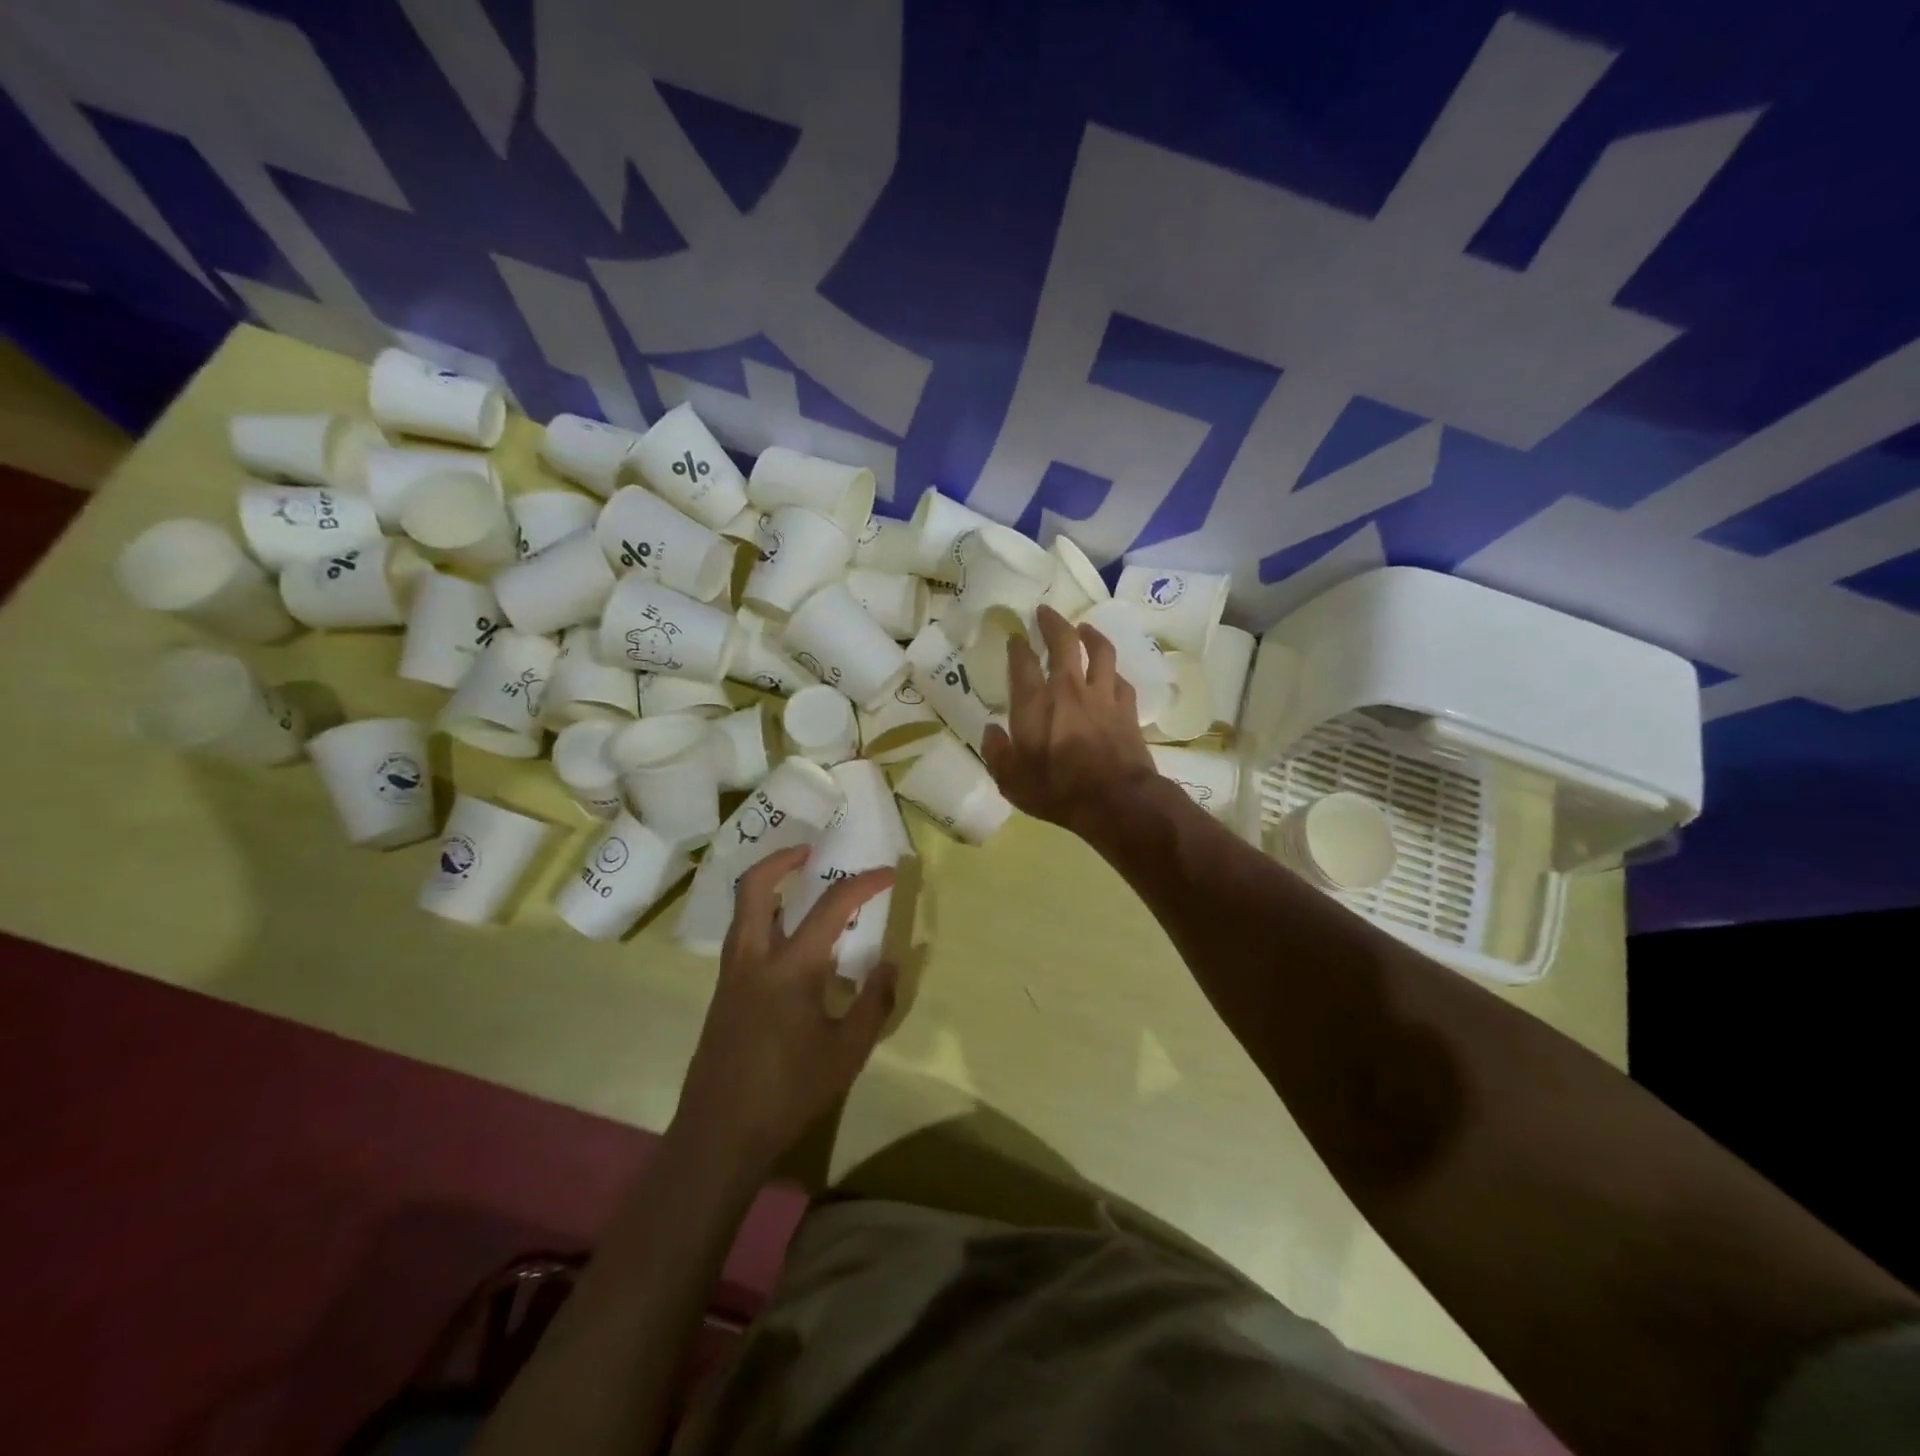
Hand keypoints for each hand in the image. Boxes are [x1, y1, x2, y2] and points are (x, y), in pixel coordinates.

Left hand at [673, 847, 897, 1178]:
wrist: (720, 1134)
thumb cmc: (789, 1092)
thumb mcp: (848, 1052)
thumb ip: (874, 1002)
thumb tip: (891, 963)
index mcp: (791, 967)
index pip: (831, 906)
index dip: (863, 884)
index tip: (887, 874)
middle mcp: (754, 958)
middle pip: (755, 886)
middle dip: (783, 859)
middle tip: (812, 852)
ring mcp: (731, 974)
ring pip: (742, 910)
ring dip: (768, 885)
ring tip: (800, 887)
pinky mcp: (722, 993)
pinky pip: (742, 935)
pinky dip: (763, 917)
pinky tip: (788, 942)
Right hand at [982, 603, 1156, 836]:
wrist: (1116, 801)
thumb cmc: (1057, 791)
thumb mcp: (1011, 781)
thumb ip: (997, 753)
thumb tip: (991, 731)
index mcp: (1034, 703)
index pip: (1023, 662)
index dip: (1017, 645)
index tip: (1015, 636)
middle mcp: (1068, 689)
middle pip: (1063, 642)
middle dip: (1052, 622)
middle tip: (1046, 612)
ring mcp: (1101, 696)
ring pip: (1099, 651)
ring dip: (1091, 635)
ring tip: (1084, 628)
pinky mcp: (1127, 708)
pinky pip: (1120, 679)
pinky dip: (1112, 672)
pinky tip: (1110, 673)